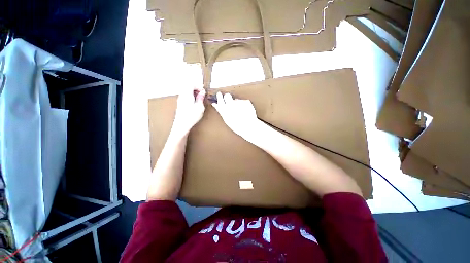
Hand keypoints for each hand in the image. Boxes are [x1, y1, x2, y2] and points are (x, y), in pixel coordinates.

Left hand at [172, 87, 205, 135]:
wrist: (182, 125)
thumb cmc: (191, 117)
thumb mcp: (200, 107)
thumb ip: (201, 98)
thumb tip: (202, 92)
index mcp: (187, 94)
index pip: (191, 84)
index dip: (198, 86)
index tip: (203, 90)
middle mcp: (182, 95)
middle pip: (187, 86)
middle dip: (196, 88)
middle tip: (202, 93)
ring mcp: (180, 99)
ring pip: (186, 91)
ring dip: (193, 92)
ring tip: (199, 98)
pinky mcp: (180, 104)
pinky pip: (185, 96)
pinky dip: (190, 96)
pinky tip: (195, 102)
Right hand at [212, 92, 260, 139]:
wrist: (249, 127)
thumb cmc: (237, 126)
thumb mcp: (226, 119)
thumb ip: (220, 110)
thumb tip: (215, 104)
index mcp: (224, 108)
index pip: (220, 98)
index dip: (219, 97)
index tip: (219, 95)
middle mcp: (231, 104)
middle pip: (227, 95)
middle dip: (228, 97)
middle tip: (230, 102)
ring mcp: (239, 102)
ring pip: (236, 100)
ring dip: (237, 104)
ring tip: (240, 112)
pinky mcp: (246, 102)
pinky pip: (244, 102)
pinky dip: (244, 106)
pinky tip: (245, 112)